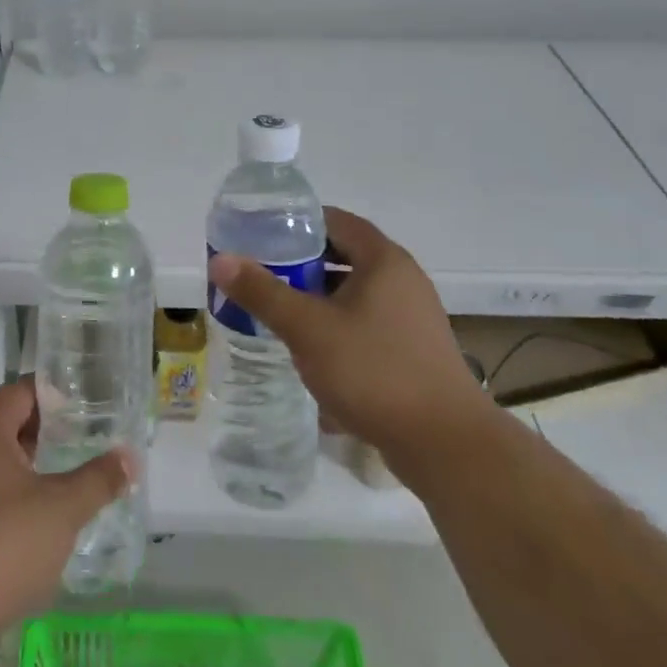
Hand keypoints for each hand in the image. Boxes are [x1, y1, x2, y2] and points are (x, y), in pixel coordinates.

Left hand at [0, 378, 133, 639]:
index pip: (20, 391)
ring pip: (1, 462)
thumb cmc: (2, 545)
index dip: (54, 391)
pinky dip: (20, 494)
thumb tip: (130, 457)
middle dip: (49, 429)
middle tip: (89, 435)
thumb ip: (98, 479)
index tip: (88, 400)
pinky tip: (47, 517)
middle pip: (9, 424)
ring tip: (75, 473)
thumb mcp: (61, 509)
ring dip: (35, 465)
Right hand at [208, 206, 490, 461]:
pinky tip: (311, 350)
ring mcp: (411, 316)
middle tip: (260, 274)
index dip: (296, 223)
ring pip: (353, 292)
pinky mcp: (412, 349)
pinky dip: (336, 325)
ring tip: (277, 311)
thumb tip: (220, 259)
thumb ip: (263, 293)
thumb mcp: (309, 329)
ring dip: (317, 298)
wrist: (445, 445)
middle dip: (300, 264)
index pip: (334, 221)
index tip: (260, 235)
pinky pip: (366, 322)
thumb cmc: (374, 371)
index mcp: (383, 260)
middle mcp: (402, 280)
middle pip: (343, 256)